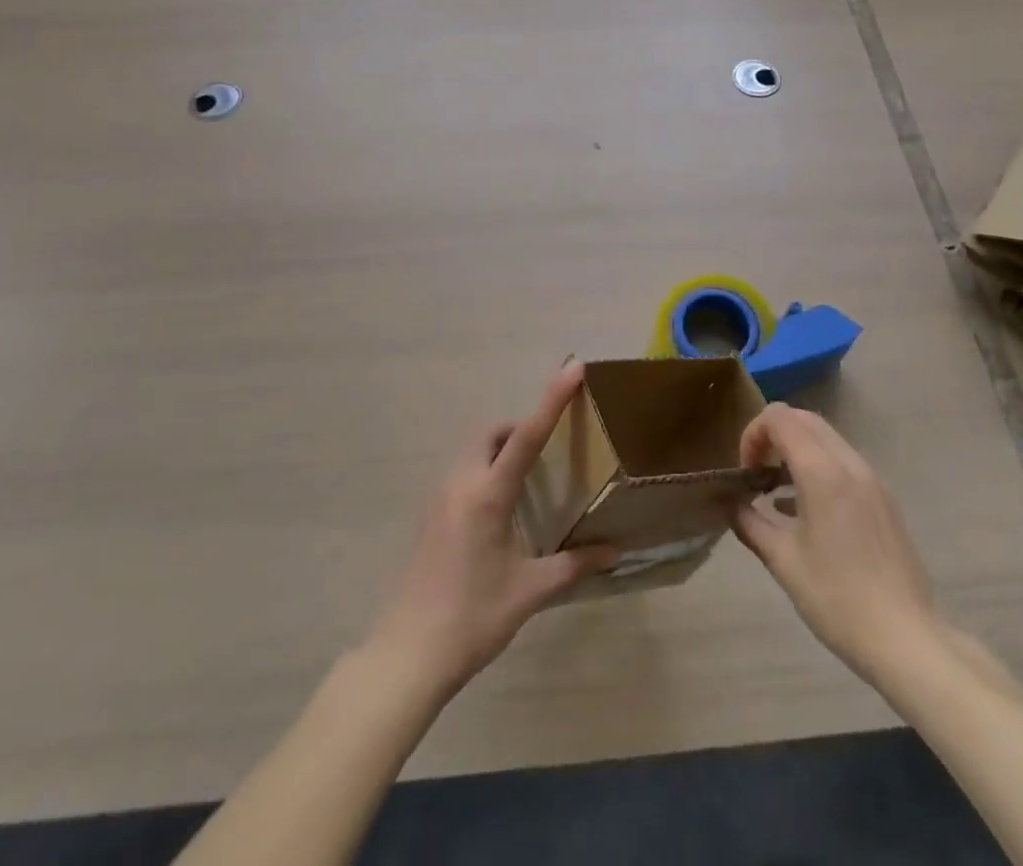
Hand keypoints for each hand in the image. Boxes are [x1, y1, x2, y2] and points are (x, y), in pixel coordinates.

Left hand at [368, 361, 617, 692]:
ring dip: (500, 450)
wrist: (408, 655)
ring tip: (529, 482)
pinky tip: (501, 511)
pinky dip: (486, 471)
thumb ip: (573, 566)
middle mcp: (461, 484)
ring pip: (474, 451)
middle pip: (492, 433)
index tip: (572, 368)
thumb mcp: (529, 591)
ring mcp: (440, 498)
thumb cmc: (473, 618)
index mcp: (488, 495)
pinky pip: (463, 473)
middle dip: (520, 427)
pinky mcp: (430, 515)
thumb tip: (614, 552)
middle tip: (549, 451)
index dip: (552, 399)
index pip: (526, 435)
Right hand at [731, 403, 938, 683]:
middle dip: (773, 436)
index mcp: (822, 472)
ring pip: (825, 437)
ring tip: (778, 492)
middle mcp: (849, 463)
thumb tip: (732, 504)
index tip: (746, 471)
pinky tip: (806, 510)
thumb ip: (750, 522)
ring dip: (796, 450)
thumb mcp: (782, 561)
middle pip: (803, 419)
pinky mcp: (883, 497)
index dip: (753, 434)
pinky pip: (843, 461)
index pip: (779, 418)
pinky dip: (818, 466)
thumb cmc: (837, 599)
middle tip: (758, 473)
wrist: (906, 639)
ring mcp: (871, 479)